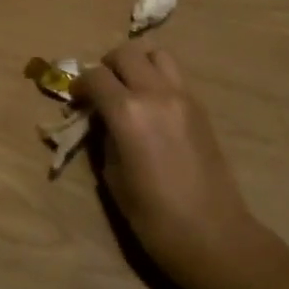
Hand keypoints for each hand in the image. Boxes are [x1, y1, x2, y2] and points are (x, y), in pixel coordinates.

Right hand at [76, 43, 277, 288]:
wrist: (212, 235)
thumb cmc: (153, 216)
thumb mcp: (113, 176)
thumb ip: (104, 137)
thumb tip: (102, 120)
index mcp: (128, 111)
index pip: (95, 76)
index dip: (80, 85)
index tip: (76, 100)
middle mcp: (156, 93)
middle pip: (126, 53)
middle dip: (107, 66)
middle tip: (101, 90)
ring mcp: (184, 97)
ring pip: (157, 54)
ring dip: (138, 64)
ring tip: (129, 89)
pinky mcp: (201, 107)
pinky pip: (175, 75)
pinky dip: (158, 78)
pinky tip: (152, 106)